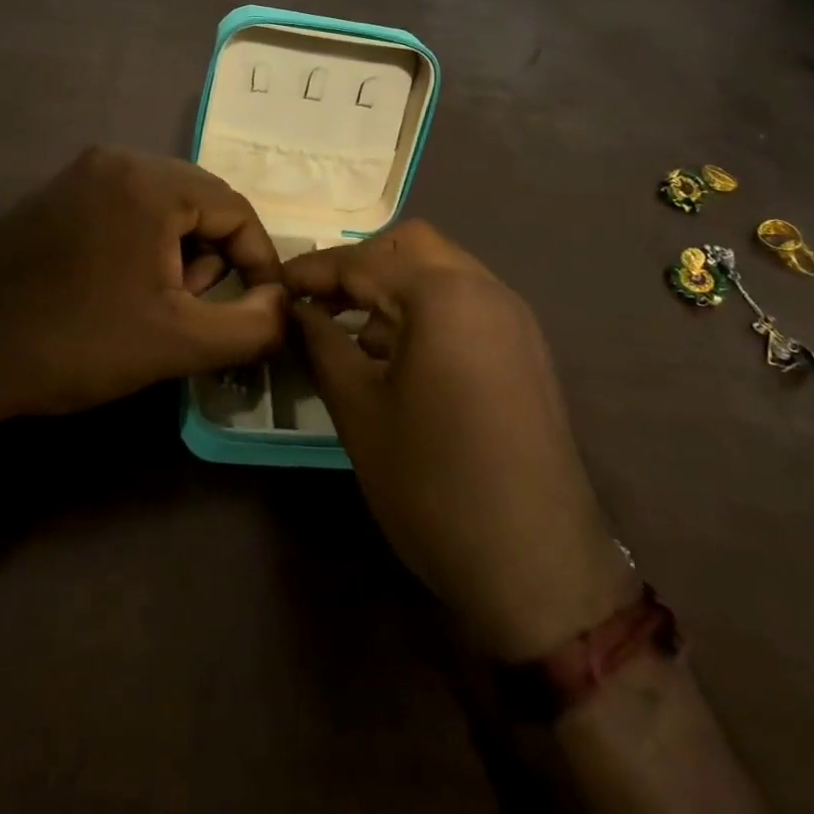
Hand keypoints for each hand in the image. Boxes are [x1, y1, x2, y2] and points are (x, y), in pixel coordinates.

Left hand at [0, 147, 287, 419]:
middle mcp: (116, 159)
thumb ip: (251, 326)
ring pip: (161, 204)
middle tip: (193, 307)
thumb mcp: (179, 342)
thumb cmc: (79, 342)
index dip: (258, 260)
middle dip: (212, 255)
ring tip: (155, 302)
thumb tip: (284, 305)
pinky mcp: (54, 193)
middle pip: (199, 200)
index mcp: (149, 181)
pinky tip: (117, 286)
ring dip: (177, 250)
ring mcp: (79, 172)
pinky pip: (123, 206)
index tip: (259, 308)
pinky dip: (140, 241)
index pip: (235, 207)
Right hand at [286, 221, 635, 660]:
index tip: (276, 286)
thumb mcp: (358, 409)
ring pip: (442, 270)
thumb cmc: (432, 483)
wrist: (538, 568)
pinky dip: (426, 307)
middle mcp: (485, 288)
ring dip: (394, 284)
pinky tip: (401, 354)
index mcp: (442, 294)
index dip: (313, 271)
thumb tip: (291, 307)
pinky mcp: (526, 348)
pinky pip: (466, 301)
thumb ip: (319, 342)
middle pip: (411, 246)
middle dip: (360, 264)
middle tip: (320, 301)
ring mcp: (513, 317)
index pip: (362, 261)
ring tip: (354, 331)